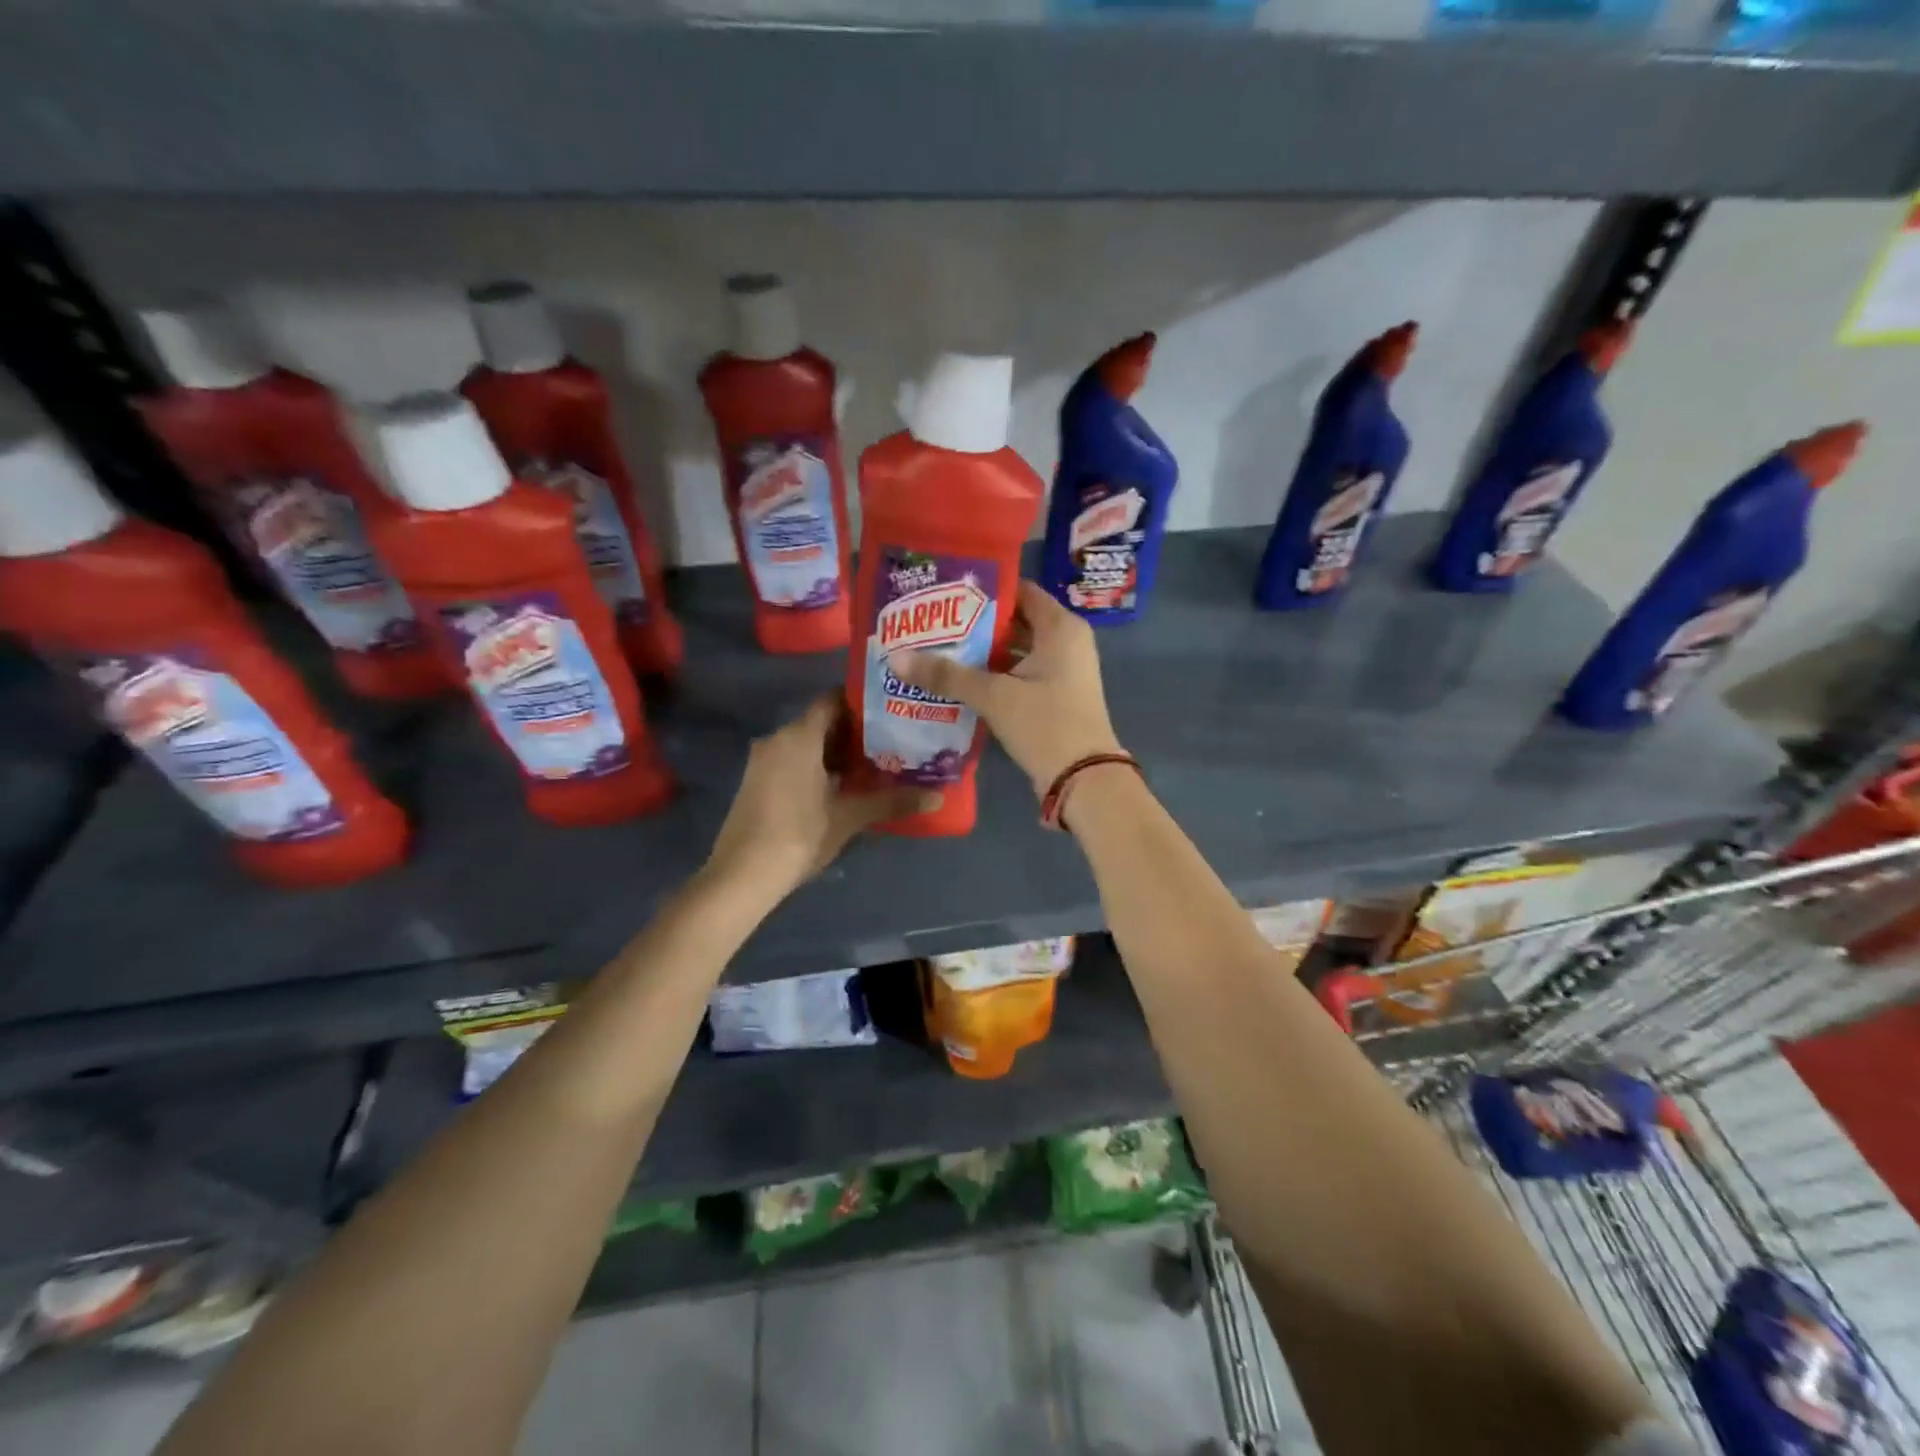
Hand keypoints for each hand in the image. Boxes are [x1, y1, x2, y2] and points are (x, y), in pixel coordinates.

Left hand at [704, 695, 936, 903]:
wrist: (741, 875)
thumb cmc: (799, 836)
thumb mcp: (849, 817)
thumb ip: (891, 801)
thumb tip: (937, 797)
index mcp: (799, 736)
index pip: (833, 700)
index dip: (862, 703)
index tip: (891, 712)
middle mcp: (778, 738)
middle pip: (821, 722)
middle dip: (855, 731)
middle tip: (892, 741)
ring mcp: (763, 760)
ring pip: (806, 743)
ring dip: (836, 752)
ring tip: (874, 764)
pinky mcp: (756, 781)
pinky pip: (792, 760)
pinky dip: (817, 765)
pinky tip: (842, 786)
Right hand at [889, 580, 1122, 797]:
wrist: (1083, 779)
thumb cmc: (1046, 724)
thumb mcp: (994, 696)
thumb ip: (947, 675)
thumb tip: (897, 658)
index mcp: (1061, 627)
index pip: (1020, 591)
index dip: (984, 589)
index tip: (946, 591)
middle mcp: (1066, 642)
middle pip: (1015, 620)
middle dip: (975, 623)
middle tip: (933, 620)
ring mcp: (1062, 671)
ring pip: (1015, 650)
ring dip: (981, 651)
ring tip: (937, 647)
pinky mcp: (1055, 696)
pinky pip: (1019, 674)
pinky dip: (994, 674)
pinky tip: (958, 679)